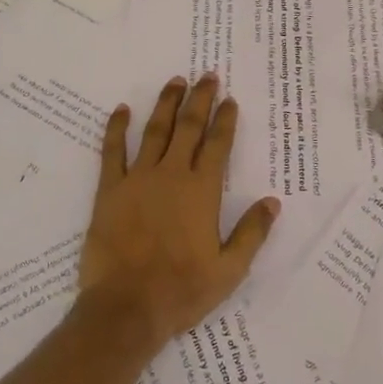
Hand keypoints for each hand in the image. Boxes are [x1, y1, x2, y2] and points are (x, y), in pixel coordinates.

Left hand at [78, 74, 280, 349]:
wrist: (127, 307)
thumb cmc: (182, 290)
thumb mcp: (229, 270)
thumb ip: (252, 233)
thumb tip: (273, 202)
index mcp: (202, 192)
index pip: (218, 145)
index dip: (225, 120)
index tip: (229, 99)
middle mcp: (172, 175)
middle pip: (188, 127)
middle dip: (200, 99)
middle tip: (207, 76)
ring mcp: (138, 179)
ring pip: (154, 131)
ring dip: (166, 104)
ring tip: (175, 81)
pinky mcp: (109, 190)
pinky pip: (112, 151)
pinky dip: (116, 128)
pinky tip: (121, 109)